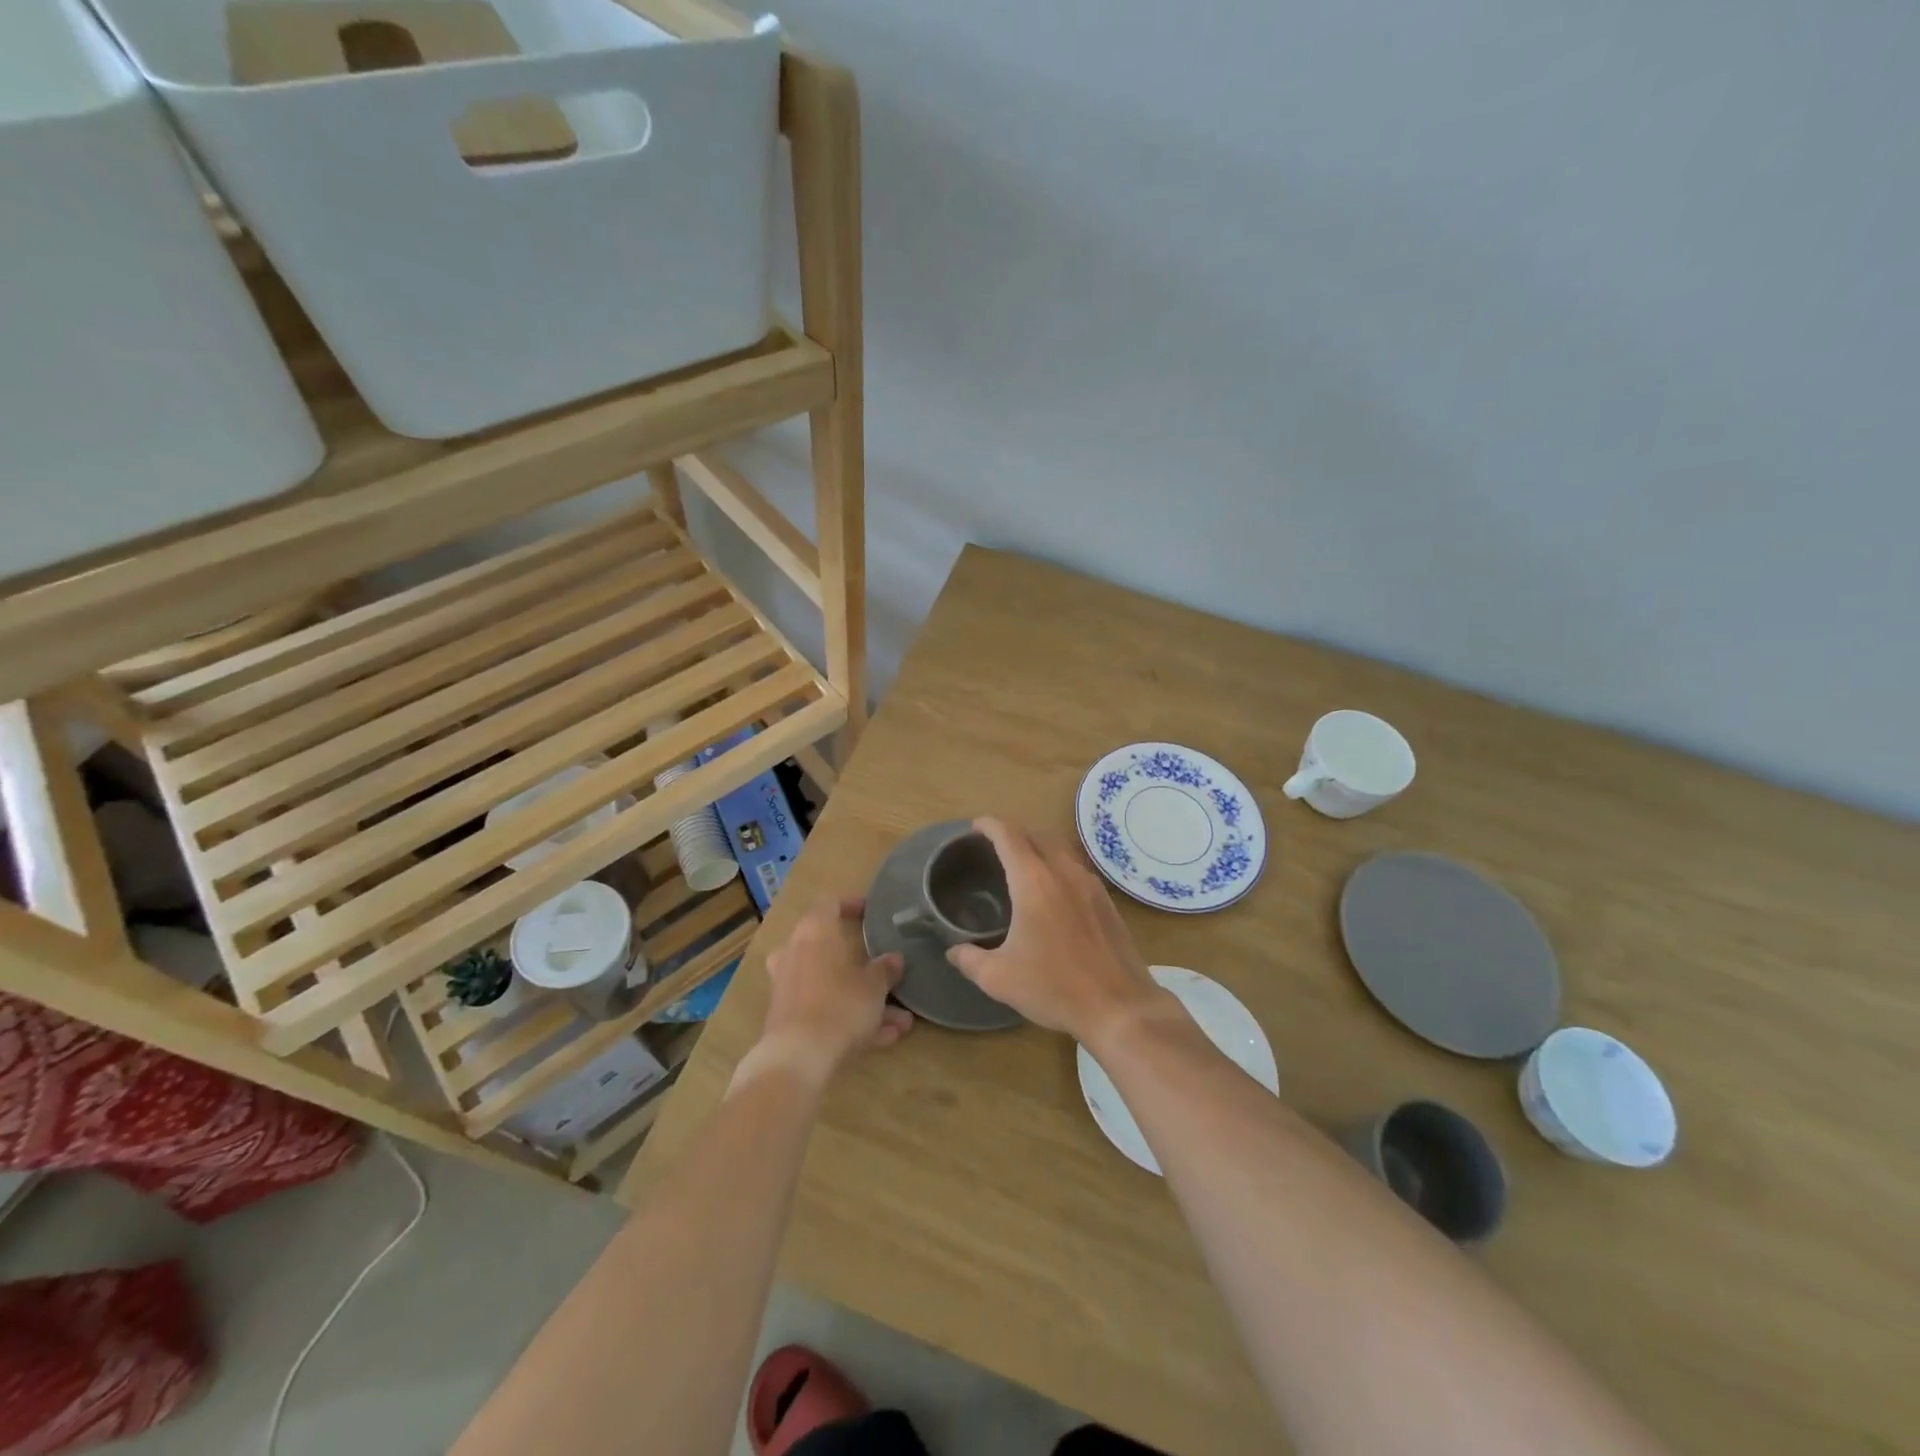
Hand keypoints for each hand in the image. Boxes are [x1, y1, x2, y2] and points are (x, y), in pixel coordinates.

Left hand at [751, 896, 911, 1086]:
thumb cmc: (840, 1006)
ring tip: (900, 1021)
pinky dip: (849, 1019)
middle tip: (887, 973)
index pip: (830, 904)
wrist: (797, 1058)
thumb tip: (893, 958)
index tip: (871, 913)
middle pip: (830, 949)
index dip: (851, 905)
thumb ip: (885, 970)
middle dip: (863, 965)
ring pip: (831, 985)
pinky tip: (883, 1039)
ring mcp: (788, 987)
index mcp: (815, 932)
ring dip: (863, 1000)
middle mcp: (795, 953)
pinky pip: (824, 1009)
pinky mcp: (786, 1018)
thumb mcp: (874, 987)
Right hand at [946, 818, 1171, 1048]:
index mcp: (1033, 882)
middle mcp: (1063, 872)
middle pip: (1036, 835)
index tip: (974, 827)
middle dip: (1013, 833)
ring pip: (1060, 848)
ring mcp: (1089, 884)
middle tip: (993, 847)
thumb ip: (969, 959)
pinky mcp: (1106, 900)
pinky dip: (1057, 864)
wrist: (1119, 1006)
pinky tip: (1052, 891)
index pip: (1008, 836)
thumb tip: (953, 950)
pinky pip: (1076, 867)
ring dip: (1038, 846)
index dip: (989, 825)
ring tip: (1022, 865)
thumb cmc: (1055, 988)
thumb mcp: (999, 979)